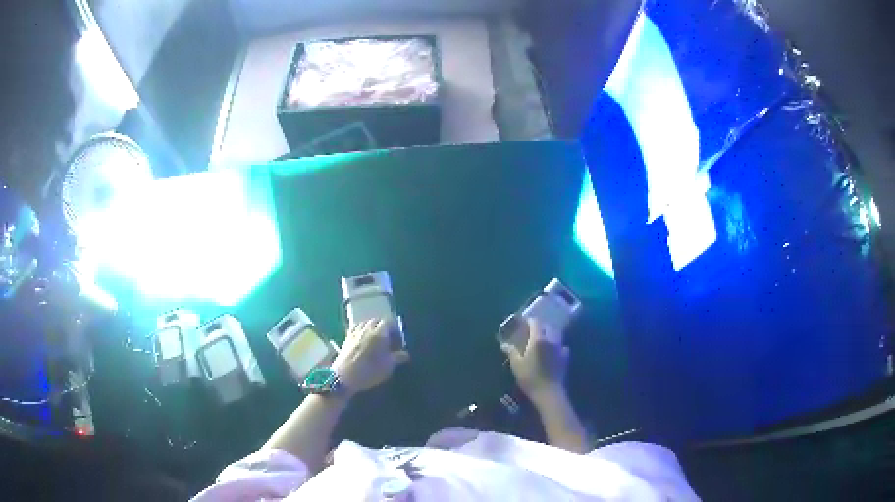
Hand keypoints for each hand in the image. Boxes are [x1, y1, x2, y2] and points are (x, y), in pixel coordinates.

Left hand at [331, 318, 409, 395]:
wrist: (344, 376)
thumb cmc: (369, 371)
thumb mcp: (388, 366)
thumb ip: (397, 358)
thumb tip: (405, 354)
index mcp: (379, 334)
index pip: (389, 322)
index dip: (394, 329)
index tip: (398, 338)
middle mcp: (367, 329)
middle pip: (376, 321)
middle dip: (383, 327)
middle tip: (387, 338)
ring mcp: (355, 333)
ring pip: (365, 323)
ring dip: (371, 327)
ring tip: (375, 338)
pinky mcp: (346, 338)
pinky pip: (355, 328)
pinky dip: (361, 330)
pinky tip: (362, 339)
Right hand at [500, 318, 569, 404]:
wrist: (548, 392)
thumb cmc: (530, 377)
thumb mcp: (516, 365)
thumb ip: (511, 351)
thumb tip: (504, 344)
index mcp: (538, 340)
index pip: (535, 323)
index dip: (530, 321)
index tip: (524, 322)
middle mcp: (551, 340)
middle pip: (548, 327)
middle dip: (541, 326)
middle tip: (532, 331)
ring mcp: (560, 349)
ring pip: (557, 335)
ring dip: (550, 334)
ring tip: (543, 339)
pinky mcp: (565, 358)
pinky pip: (562, 346)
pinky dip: (557, 346)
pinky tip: (553, 351)